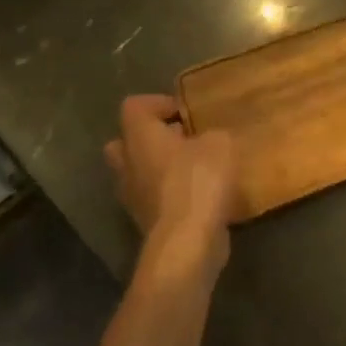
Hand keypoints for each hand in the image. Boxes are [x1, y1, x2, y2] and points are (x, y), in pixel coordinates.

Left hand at [105, 95, 237, 264]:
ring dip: (161, 168)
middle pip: (125, 142)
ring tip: (196, 168)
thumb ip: (213, 135)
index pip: (134, 106)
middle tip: (182, 139)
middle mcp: (127, 164)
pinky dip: (171, 194)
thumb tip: (210, 139)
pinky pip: (154, 198)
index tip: (184, 112)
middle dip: (151, 138)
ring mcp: (132, 196)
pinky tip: (200, 195)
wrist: (186, 241)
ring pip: (138, 172)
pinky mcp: (146, 221)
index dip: (158, 103)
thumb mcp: (220, 144)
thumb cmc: (198, 181)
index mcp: (140, 137)